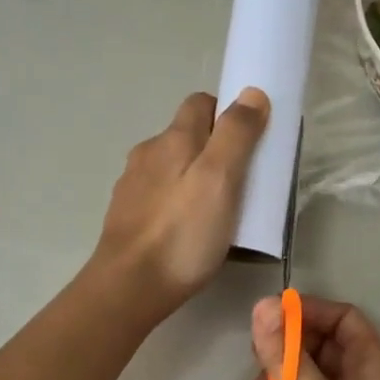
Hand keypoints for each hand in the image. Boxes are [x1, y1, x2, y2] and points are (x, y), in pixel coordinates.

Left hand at [93, 89, 268, 319]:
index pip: (200, 103)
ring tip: (218, 210)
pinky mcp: (127, 216)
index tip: (250, 141)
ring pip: (171, 167)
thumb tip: (252, 93)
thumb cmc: (182, 233)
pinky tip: (189, 229)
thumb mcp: (220, 180)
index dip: (228, 113)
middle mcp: (147, 154)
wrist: (129, 287)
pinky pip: (160, 196)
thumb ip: (236, 134)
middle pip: (186, 136)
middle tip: (241, 180)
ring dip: (194, 177)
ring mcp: (133, 186)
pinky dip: (177, 202)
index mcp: (172, 139)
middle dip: (214, 148)